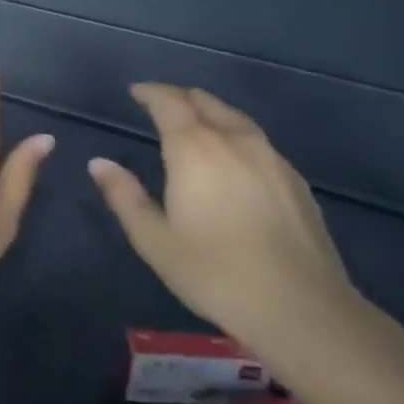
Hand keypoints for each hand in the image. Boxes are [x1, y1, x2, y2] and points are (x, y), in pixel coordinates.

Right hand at [89, 83, 363, 359]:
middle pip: (206, 102)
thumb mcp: (154, 240)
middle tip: (160, 105)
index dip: (150, 92)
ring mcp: (272, 160)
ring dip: (211, 113)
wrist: (304, 311)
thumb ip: (124, 196)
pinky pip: (259, 143)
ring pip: (236, 119)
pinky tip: (234, 161)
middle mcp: (235, 142)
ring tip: (196, 126)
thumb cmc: (216, 273)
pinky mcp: (296, 183)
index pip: (170, 102)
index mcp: (195, 149)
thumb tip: (99, 163)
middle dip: (180, 97)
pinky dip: (236, 137)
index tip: (136, 92)